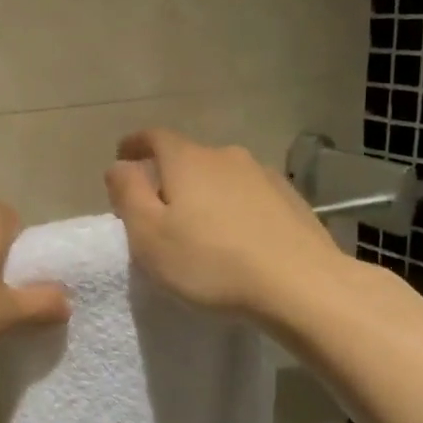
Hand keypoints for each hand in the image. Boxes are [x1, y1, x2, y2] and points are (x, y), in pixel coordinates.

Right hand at [104, 129, 348, 319]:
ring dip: (204, 192)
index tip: (123, 157)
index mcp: (187, 160)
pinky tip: (236, 236)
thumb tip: (119, 166)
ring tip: (198, 224)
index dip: (134, 144)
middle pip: (188, 157)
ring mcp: (264, 176)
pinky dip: (234, 207)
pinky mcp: (291, 200)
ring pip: (221, 176)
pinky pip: (248, 195)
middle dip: (168, 175)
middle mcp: (226, 156)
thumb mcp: (149, 235)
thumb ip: (128, 194)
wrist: (302, 286)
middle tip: (157, 207)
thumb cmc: (211, 263)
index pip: (154, 137)